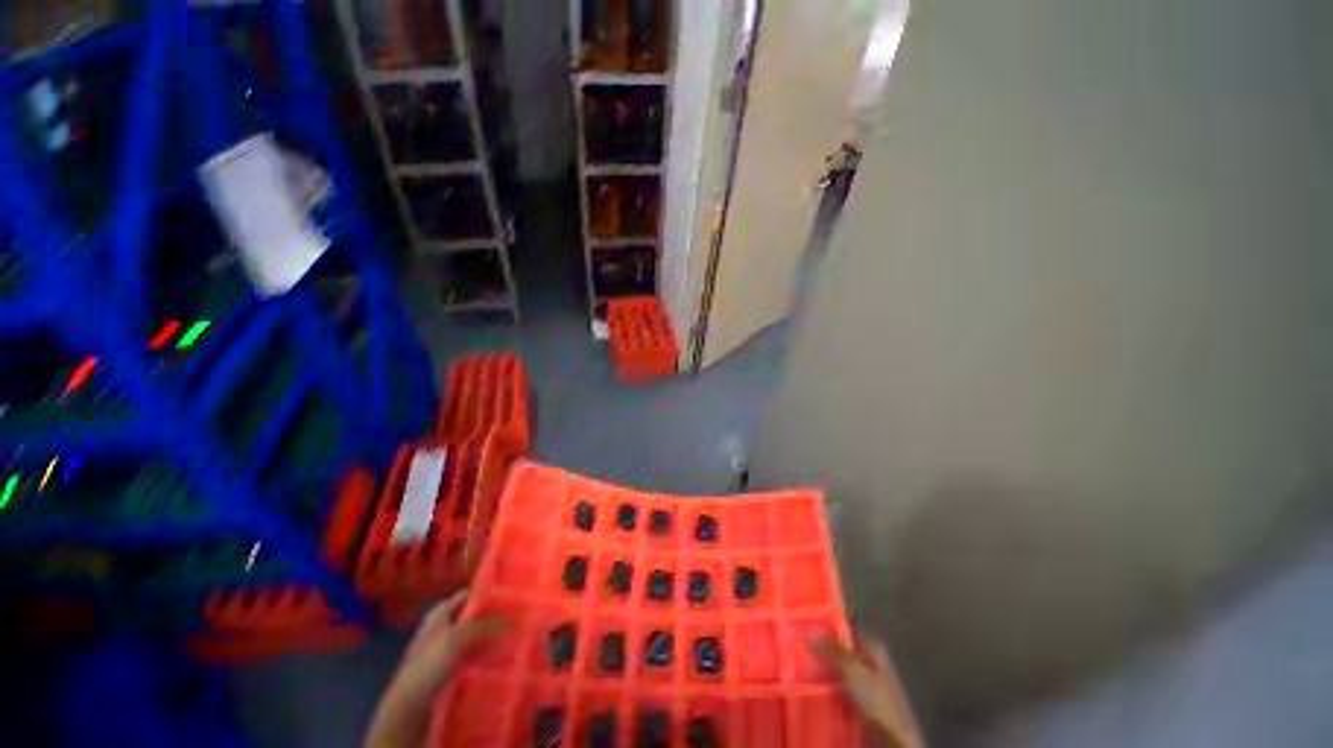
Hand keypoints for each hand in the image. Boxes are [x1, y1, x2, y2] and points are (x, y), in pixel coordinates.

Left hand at [365, 591, 506, 747]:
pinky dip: (481, 652)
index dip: (487, 594)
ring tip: (510, 636)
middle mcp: (441, 625)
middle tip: (514, 617)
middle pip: (471, 615)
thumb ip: (484, 625)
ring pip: (472, 635)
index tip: (509, 596)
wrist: (410, 703)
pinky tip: (496, 656)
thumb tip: (511, 619)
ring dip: (488, 636)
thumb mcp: (457, 638)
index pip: (468, 595)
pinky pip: (469, 653)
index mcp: (440, 612)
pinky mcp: (447, 665)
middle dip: (491, 616)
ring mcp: (443, 647)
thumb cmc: (429, 663)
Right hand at [810, 632, 923, 747]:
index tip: (805, 623)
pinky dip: (827, 686)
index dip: (827, 625)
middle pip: (840, 649)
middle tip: (799, 645)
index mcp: (872, 648)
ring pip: (838, 669)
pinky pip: (838, 687)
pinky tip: (812, 686)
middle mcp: (869, 661)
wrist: (893, 738)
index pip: (846, 628)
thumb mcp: (853, 669)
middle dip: (822, 648)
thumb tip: (810, 631)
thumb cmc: (876, 698)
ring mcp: (865, 683)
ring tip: (800, 664)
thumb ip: (832, 649)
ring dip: (822, 669)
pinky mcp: (860, 701)